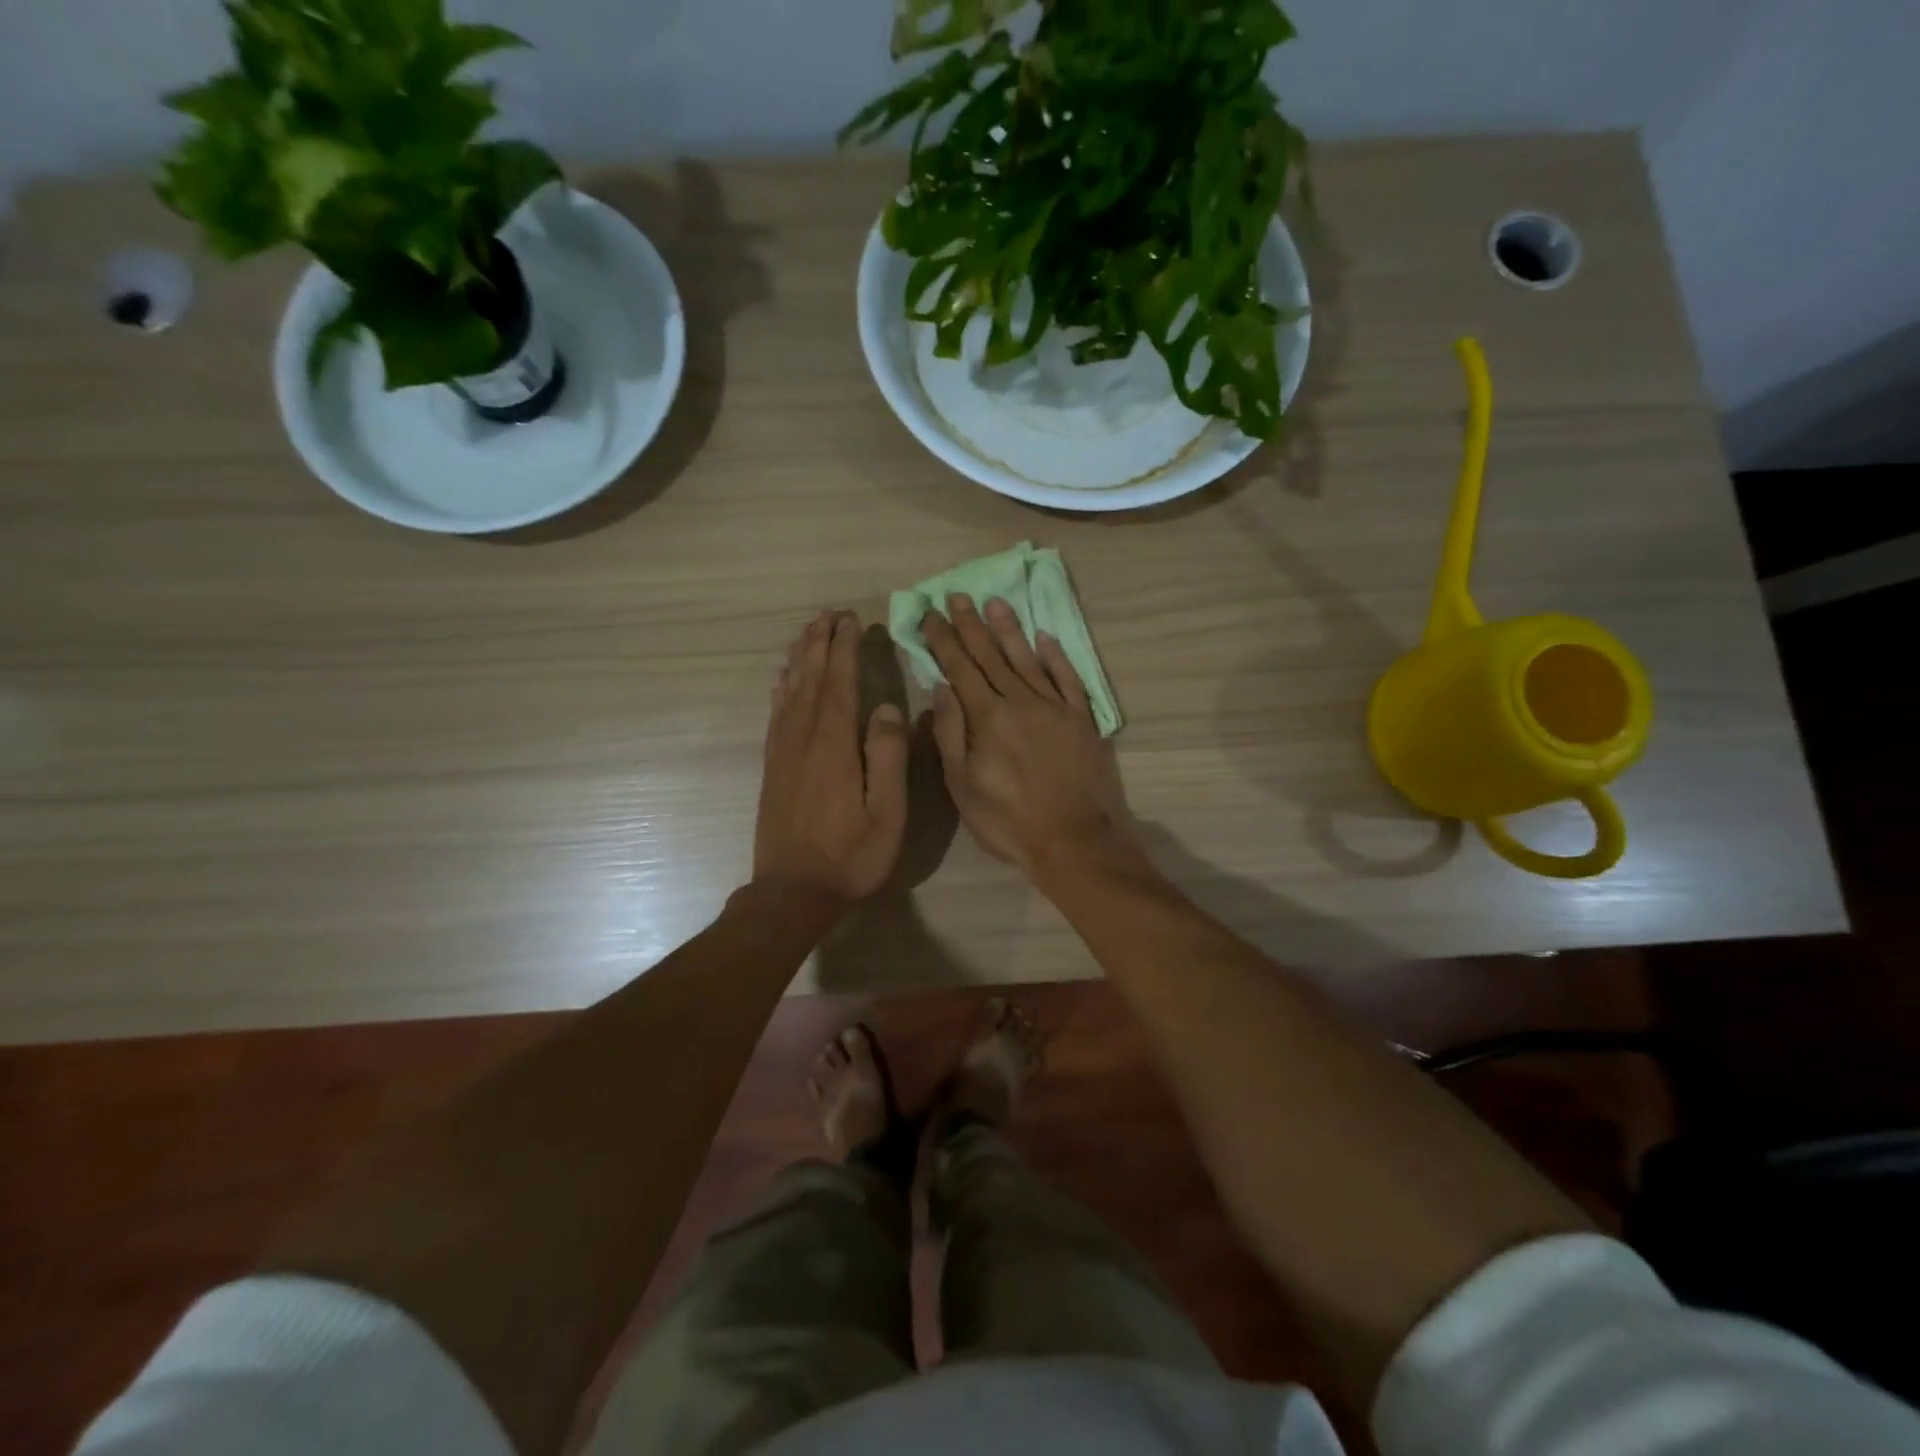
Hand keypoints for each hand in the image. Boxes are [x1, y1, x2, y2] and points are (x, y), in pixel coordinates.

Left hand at [755, 610, 908, 902]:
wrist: (792, 892)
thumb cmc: (850, 856)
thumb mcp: (887, 813)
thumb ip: (888, 757)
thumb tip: (887, 707)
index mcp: (834, 746)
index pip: (840, 684)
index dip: (845, 649)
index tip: (851, 620)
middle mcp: (803, 739)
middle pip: (811, 679)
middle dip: (820, 643)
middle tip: (829, 613)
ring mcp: (783, 752)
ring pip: (789, 691)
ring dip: (800, 658)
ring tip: (808, 632)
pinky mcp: (773, 766)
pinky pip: (776, 714)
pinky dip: (781, 688)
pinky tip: (783, 678)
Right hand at [921, 594, 1134, 876]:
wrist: (1072, 839)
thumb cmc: (1007, 820)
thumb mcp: (962, 786)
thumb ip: (951, 734)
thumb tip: (941, 688)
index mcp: (988, 718)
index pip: (960, 668)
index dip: (943, 640)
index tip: (930, 614)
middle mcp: (1021, 702)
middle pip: (991, 656)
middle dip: (971, 625)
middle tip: (958, 595)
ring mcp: (1055, 707)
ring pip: (1028, 659)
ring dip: (1010, 630)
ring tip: (996, 603)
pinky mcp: (1082, 718)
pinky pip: (1068, 678)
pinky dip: (1056, 656)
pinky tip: (1045, 638)